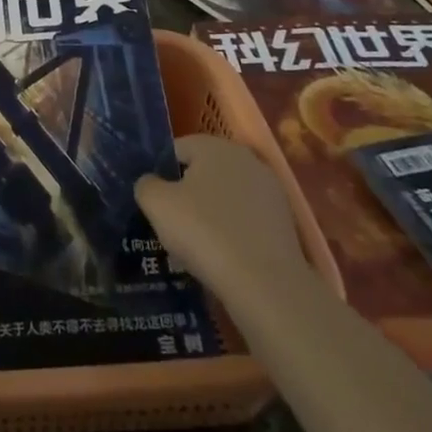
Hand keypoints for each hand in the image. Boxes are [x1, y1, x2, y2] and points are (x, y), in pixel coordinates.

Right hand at [135, 134, 311, 319]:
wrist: (266, 285)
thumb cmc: (204, 232)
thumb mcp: (157, 204)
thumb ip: (146, 184)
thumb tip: (151, 183)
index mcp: (215, 146)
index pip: (177, 149)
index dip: (161, 173)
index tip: (155, 201)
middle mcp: (246, 159)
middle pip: (205, 171)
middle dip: (188, 191)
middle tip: (172, 222)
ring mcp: (270, 190)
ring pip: (227, 196)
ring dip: (211, 212)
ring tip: (197, 243)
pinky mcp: (285, 221)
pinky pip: (247, 219)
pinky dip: (233, 231)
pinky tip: (224, 255)